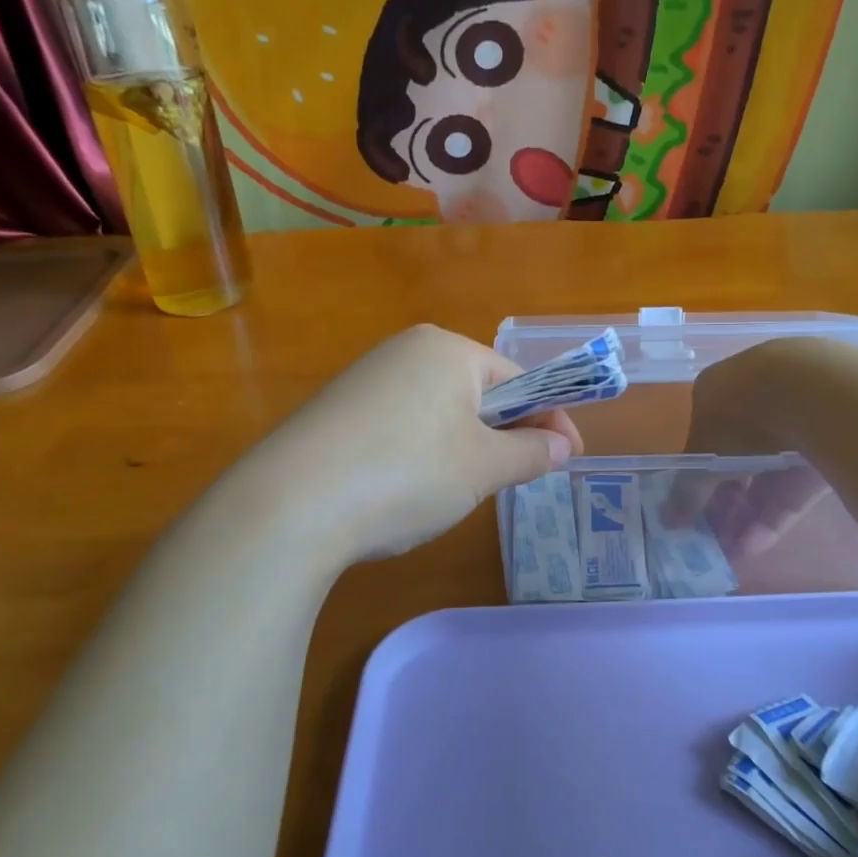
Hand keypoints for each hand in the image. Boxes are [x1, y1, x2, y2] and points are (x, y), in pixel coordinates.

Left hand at [242, 325, 582, 563]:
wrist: (290, 506)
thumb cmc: (407, 474)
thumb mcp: (483, 467)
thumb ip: (529, 452)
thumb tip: (559, 446)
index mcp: (447, 350)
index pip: (517, 379)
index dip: (548, 419)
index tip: (566, 457)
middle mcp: (404, 351)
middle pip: (476, 393)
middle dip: (502, 435)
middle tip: (512, 479)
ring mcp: (364, 380)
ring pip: (437, 413)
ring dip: (462, 449)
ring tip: (455, 492)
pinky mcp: (334, 413)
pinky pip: (399, 427)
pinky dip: (418, 456)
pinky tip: (404, 491)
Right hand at [668, 341, 832, 556]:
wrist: (814, 394)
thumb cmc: (739, 416)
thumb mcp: (703, 457)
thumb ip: (686, 492)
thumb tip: (666, 521)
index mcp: (719, 394)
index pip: (703, 441)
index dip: (696, 480)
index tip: (689, 512)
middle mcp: (755, 405)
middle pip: (735, 462)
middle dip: (722, 504)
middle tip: (710, 539)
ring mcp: (794, 425)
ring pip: (766, 477)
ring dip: (746, 516)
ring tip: (732, 553)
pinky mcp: (825, 449)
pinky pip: (794, 486)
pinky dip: (775, 514)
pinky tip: (757, 545)